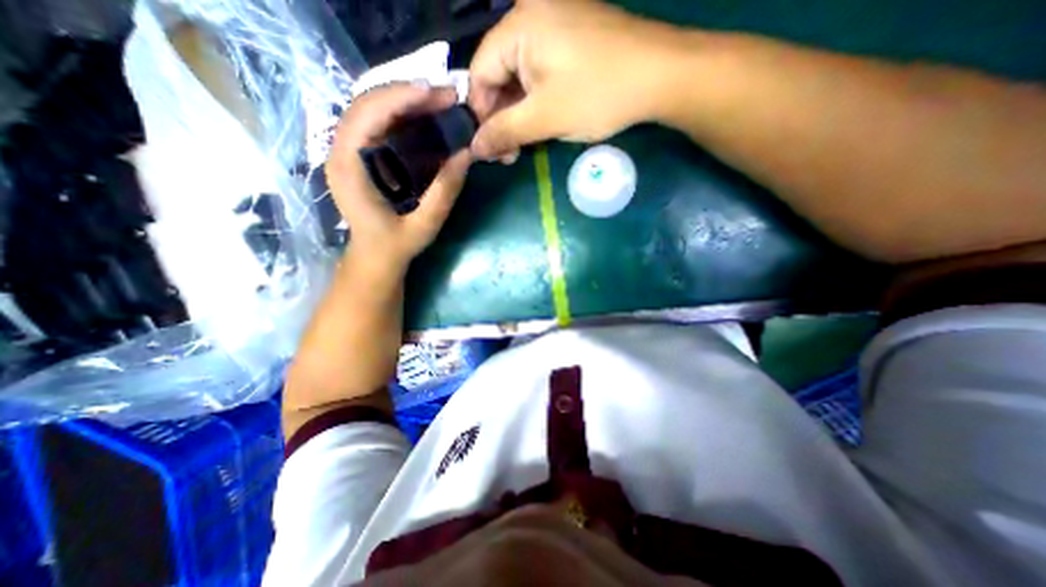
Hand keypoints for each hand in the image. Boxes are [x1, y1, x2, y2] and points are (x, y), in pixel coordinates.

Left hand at [326, 83, 473, 270]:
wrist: (374, 257)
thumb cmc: (396, 245)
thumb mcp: (425, 224)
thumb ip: (444, 192)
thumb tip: (467, 154)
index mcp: (349, 169)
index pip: (366, 115)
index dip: (400, 97)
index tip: (436, 93)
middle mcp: (340, 152)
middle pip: (367, 104)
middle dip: (407, 93)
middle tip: (446, 96)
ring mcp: (347, 150)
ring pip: (371, 108)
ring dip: (405, 100)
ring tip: (440, 102)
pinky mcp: (359, 154)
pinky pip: (377, 122)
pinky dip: (402, 113)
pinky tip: (425, 116)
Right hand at [471, 1, 683, 161]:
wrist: (661, 77)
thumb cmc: (598, 94)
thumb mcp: (544, 118)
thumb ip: (503, 132)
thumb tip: (474, 149)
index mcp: (519, 25)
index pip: (480, 73)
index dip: (482, 115)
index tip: (492, 148)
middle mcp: (532, 15)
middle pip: (499, 74)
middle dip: (502, 118)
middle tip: (511, 154)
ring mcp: (555, 24)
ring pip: (521, 77)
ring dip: (520, 114)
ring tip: (527, 143)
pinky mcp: (572, 39)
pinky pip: (541, 72)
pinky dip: (537, 100)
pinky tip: (543, 122)